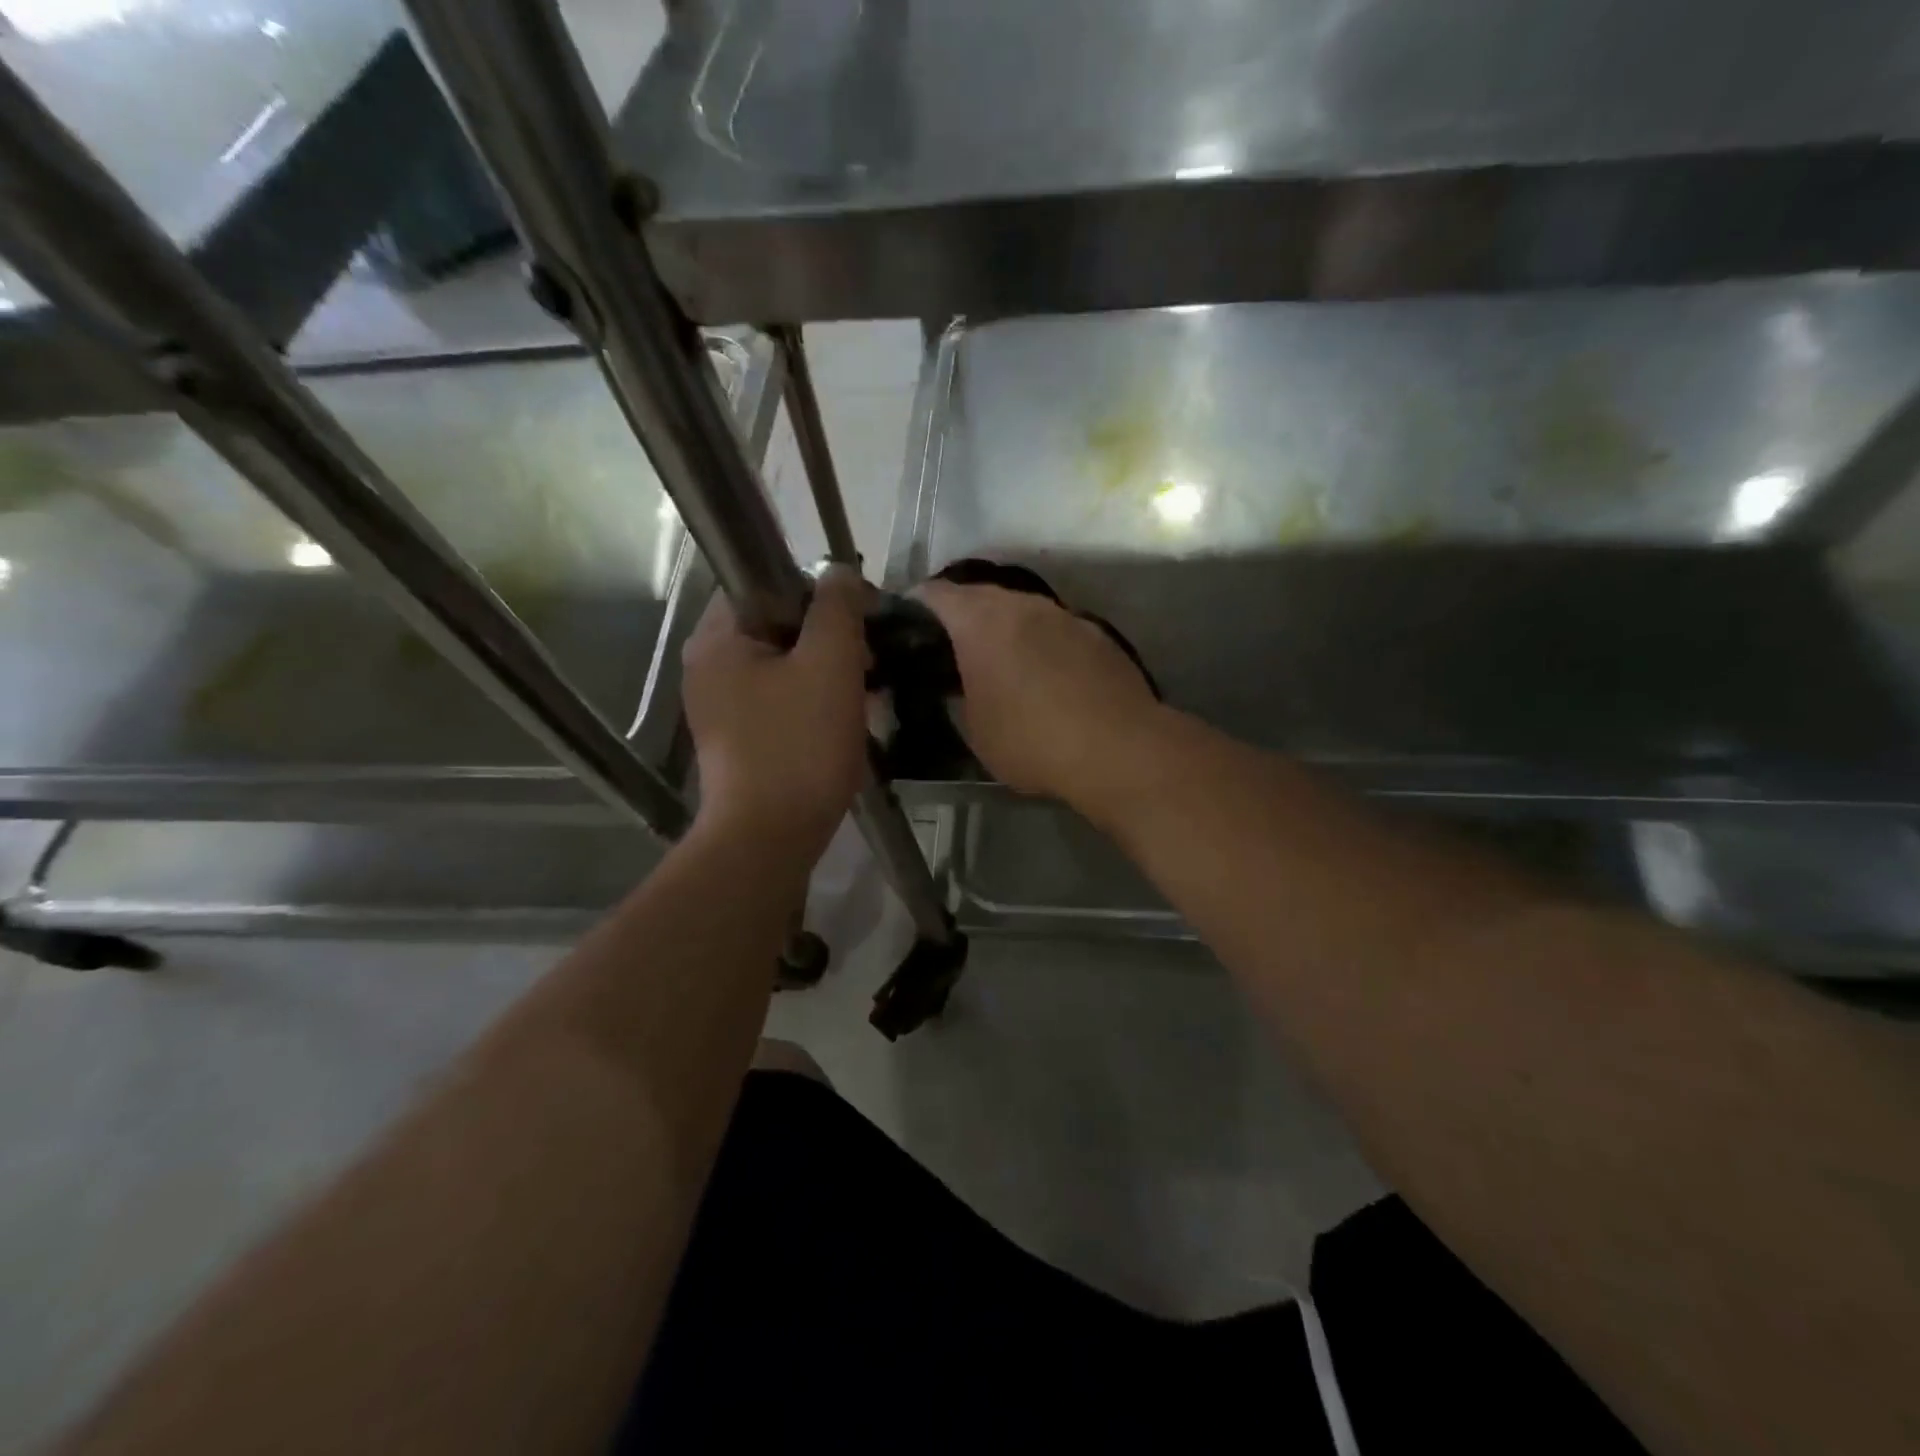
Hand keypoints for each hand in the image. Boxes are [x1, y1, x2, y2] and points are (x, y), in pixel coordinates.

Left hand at [683, 568, 869, 853]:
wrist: (770, 838)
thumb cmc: (799, 745)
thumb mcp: (829, 665)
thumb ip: (836, 608)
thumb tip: (839, 572)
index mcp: (718, 638)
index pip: (767, 583)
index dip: (819, 590)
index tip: (860, 615)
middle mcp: (709, 666)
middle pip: (777, 626)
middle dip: (829, 637)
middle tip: (869, 657)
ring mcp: (721, 706)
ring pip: (783, 666)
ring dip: (826, 671)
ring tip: (866, 689)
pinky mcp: (739, 739)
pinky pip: (781, 700)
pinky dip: (813, 701)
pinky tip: (846, 718)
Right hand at [917, 581, 1164, 815]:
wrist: (1119, 749)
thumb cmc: (1032, 741)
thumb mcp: (975, 730)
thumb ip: (958, 697)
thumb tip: (958, 686)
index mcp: (982, 621)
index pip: (936, 594)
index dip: (915, 606)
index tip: (906, 627)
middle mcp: (1023, 605)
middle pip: (981, 596)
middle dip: (961, 617)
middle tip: (949, 649)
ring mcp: (1065, 615)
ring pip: (1022, 611)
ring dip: (1005, 629)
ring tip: (998, 663)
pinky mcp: (1097, 634)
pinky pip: (1055, 630)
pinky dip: (1040, 644)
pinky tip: (1044, 676)